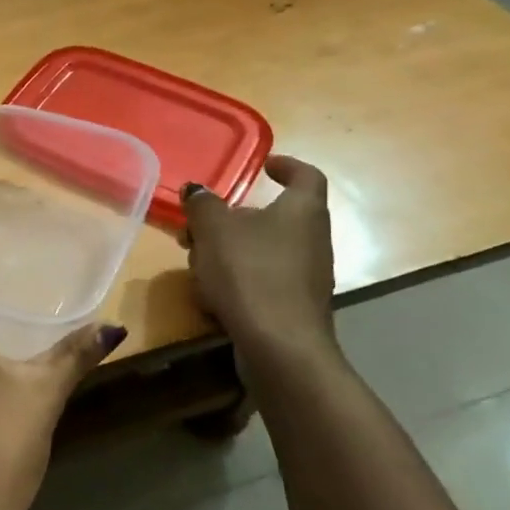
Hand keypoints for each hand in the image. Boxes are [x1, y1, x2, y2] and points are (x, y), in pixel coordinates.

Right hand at [183, 155, 336, 357]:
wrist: (280, 344)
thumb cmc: (250, 273)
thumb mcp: (214, 230)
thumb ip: (203, 205)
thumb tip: (197, 191)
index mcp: (302, 210)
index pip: (305, 176)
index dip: (286, 166)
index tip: (264, 166)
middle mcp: (313, 238)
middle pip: (275, 216)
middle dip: (234, 218)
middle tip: (201, 224)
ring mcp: (307, 275)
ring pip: (264, 249)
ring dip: (231, 250)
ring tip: (197, 262)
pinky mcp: (294, 305)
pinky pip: (263, 279)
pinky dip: (238, 278)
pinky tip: (211, 295)